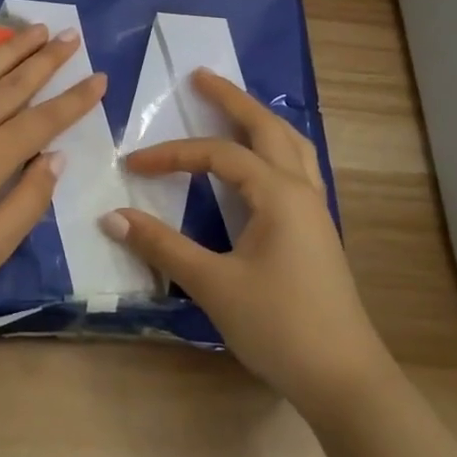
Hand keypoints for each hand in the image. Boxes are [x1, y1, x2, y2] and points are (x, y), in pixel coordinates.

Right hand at [102, 70, 384, 415]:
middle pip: (268, 127)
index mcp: (278, 193)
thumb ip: (162, 246)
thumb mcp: (213, 284)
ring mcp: (315, 209)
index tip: (133, 165)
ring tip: (234, 106)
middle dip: (233, 99)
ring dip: (260, 119)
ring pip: (291, 144)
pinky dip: (275, 147)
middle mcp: (301, 189)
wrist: (345, 379)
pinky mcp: (317, 230)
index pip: (218, 155)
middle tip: (201, 77)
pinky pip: (297, 167)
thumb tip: (112, 216)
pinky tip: (261, 162)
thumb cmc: (279, 326)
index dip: (172, 154)